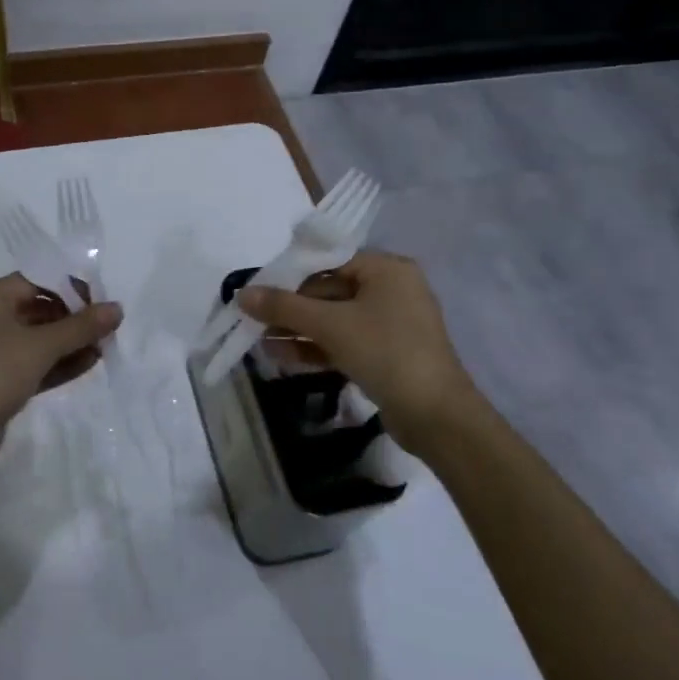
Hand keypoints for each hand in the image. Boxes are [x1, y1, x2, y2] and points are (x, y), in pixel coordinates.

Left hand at [0, 274, 122, 464]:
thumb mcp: (42, 346)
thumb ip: (81, 326)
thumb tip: (117, 308)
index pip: (36, 281)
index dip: (70, 288)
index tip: (100, 302)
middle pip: (38, 309)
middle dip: (74, 319)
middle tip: (107, 328)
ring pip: (37, 339)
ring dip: (69, 343)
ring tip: (104, 348)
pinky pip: (32, 363)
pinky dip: (57, 363)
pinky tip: (88, 364)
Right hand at [238, 250, 483, 456]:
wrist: (436, 417)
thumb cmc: (385, 352)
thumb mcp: (329, 325)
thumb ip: (283, 306)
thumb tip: (241, 293)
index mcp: (386, 269)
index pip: (328, 262)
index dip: (290, 275)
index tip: (258, 290)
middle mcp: (391, 290)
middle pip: (328, 291)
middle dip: (291, 309)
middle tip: (255, 320)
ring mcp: (390, 324)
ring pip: (334, 320)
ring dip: (298, 331)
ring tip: (260, 343)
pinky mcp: (386, 354)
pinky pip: (344, 342)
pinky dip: (316, 348)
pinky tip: (282, 358)